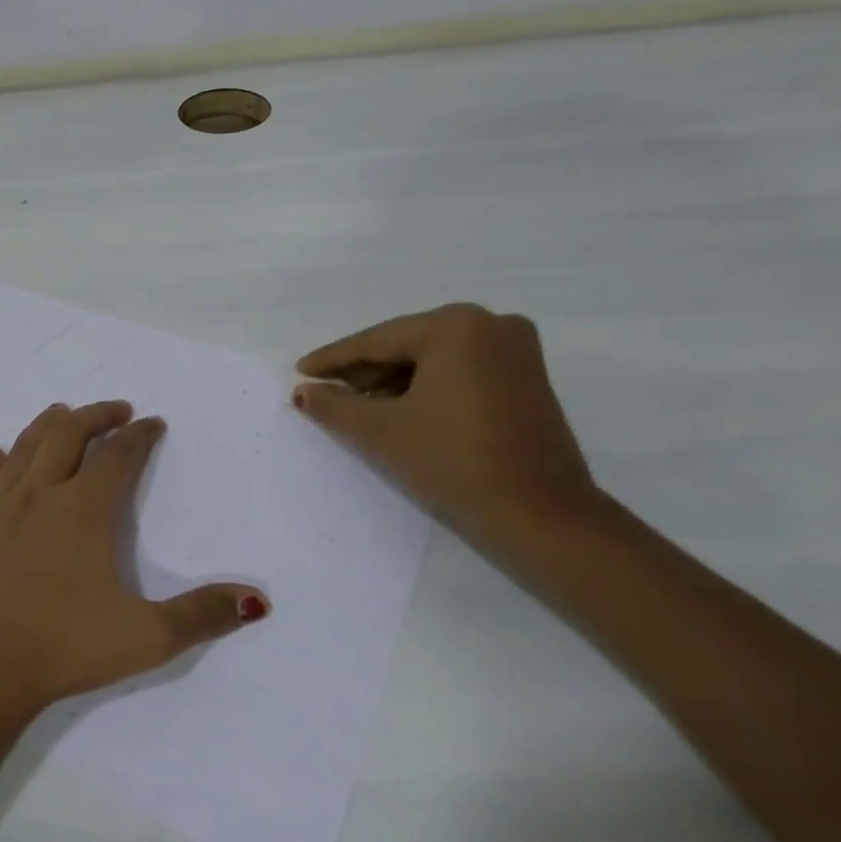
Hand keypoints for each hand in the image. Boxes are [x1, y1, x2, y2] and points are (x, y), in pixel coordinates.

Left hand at [0, 400, 269, 713]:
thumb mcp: (146, 637)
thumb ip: (202, 614)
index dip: (139, 436)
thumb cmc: (65, 647)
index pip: (117, 457)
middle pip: (67, 434)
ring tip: (62, 413)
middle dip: (96, 415)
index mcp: (83, 510)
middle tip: (117, 410)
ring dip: (46, 425)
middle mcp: (39, 495)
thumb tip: (256, 599)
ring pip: (22, 448)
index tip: (153, 422)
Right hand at [292, 304, 596, 539]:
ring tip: (358, 408)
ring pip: (434, 360)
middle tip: (327, 393)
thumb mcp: (381, 431)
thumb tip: (302, 392)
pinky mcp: (527, 378)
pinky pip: (460, 371)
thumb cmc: (453, 462)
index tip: (300, 370)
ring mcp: (516, 350)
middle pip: (408, 346)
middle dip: (365, 372)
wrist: (540, 516)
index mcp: (456, 326)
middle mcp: (491, 325)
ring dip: (394, 382)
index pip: (378, 341)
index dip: (333, 359)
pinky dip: (427, 388)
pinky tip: (400, 410)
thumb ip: (334, 405)